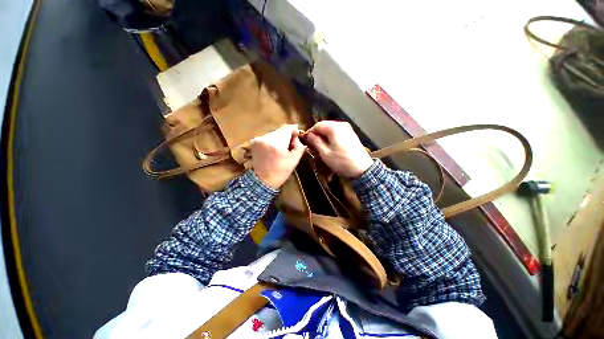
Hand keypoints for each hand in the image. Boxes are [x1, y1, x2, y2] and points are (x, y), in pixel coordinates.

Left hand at [250, 124, 306, 188]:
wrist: (262, 181)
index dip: (294, 131)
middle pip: (281, 130)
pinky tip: (273, 150)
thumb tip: (297, 137)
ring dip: (280, 138)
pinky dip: (272, 141)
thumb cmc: (280, 172)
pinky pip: (268, 137)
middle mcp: (266, 138)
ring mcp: (258, 139)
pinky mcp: (254, 141)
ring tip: (281, 150)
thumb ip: (299, 146)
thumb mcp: (294, 160)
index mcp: (277, 144)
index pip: (288, 128)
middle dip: (287, 136)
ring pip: (274, 133)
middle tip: (290, 146)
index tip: (297, 136)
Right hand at [304, 121, 372, 177]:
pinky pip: (338, 133)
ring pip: (331, 130)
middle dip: (318, 134)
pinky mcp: (351, 135)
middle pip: (325, 126)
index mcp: (334, 128)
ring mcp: (348, 129)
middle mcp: (342, 125)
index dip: (310, 132)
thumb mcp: (325, 153)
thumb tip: (309, 135)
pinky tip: (331, 146)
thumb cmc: (341, 161)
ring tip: (321, 147)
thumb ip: (316, 142)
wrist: (362, 168)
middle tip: (313, 145)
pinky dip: (332, 138)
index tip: (307, 141)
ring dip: (325, 137)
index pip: (318, 125)